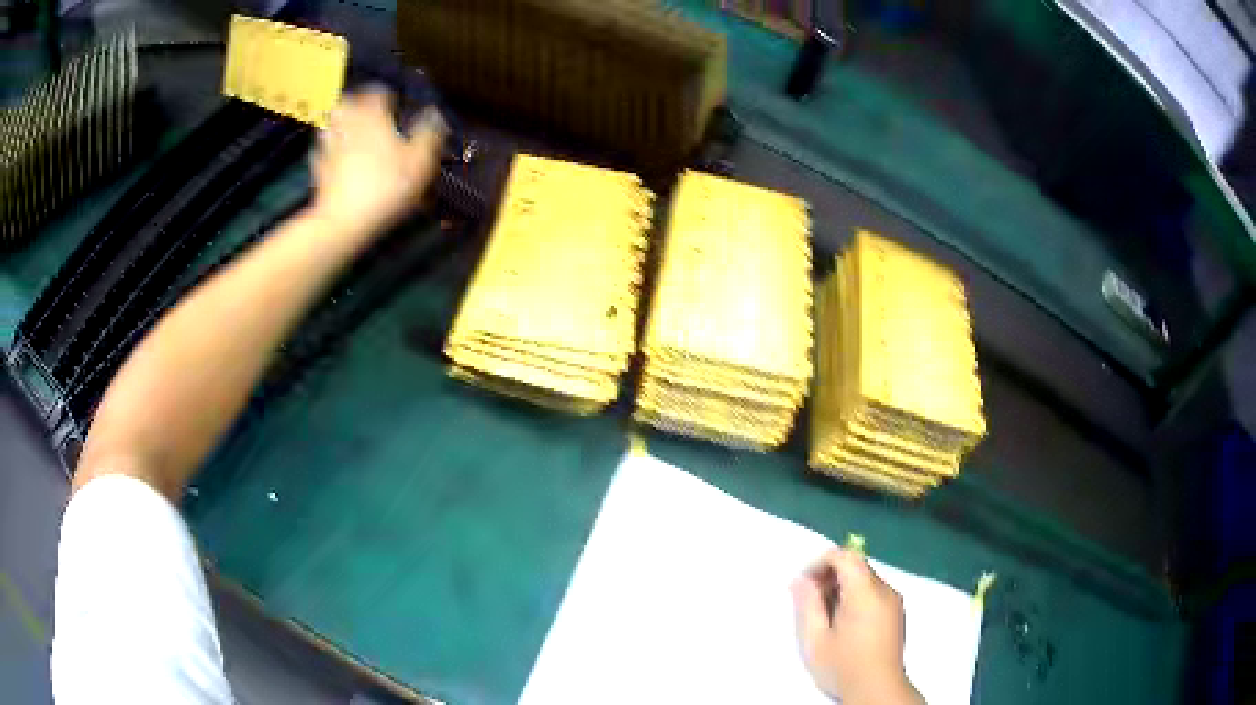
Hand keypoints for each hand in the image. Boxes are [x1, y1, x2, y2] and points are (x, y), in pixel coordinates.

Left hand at [310, 86, 446, 237]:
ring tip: (348, 127)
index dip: (386, 93)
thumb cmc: (386, 188)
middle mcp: (349, 125)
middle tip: (366, 109)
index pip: (378, 92)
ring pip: (330, 123)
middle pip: (347, 102)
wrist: (344, 221)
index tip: (392, 99)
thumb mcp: (419, 163)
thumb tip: (434, 114)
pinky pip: (321, 149)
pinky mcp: (318, 168)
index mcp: (374, 118)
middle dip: (356, 101)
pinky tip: (334, 154)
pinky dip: (327, 147)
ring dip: (339, 121)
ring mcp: (330, 146)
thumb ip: (428, 135)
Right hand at [791, 548, 923, 704]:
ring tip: (826, 616)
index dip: (821, 562)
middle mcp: (885, 590)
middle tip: (811, 600)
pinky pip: (875, 592)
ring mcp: (895, 601)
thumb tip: (800, 580)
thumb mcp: (816, 639)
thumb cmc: (843, 666)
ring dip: (844, 587)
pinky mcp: (898, 613)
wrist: (877, 689)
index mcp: (865, 592)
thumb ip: (808, 605)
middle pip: (857, 566)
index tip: (804, 583)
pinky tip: (846, 624)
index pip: (845, 556)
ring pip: (866, 579)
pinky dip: (857, 597)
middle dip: (831, 575)